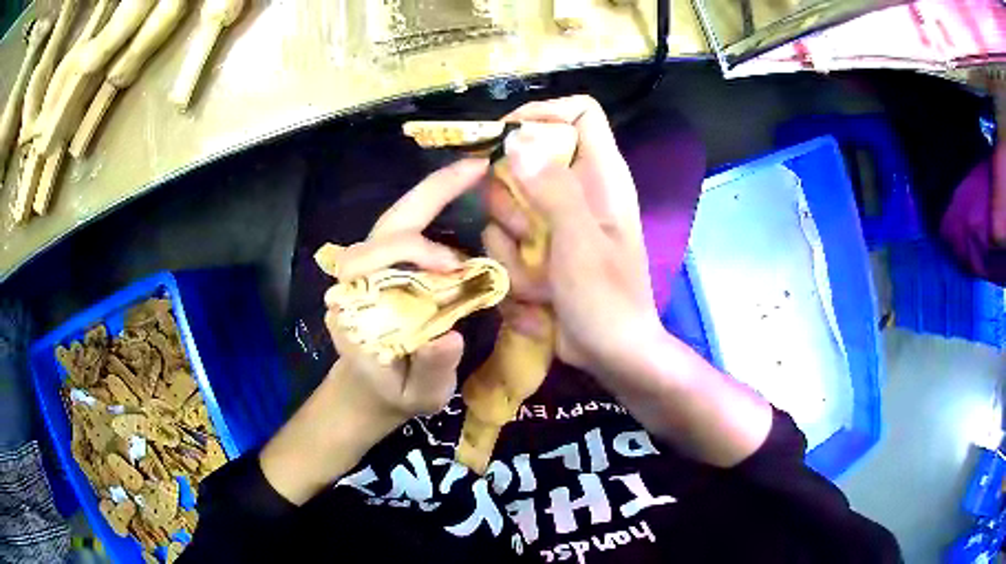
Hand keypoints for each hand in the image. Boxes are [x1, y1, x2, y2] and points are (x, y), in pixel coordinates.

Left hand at [261, 158, 488, 503]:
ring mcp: (366, 271)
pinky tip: (460, 197)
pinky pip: (404, 231)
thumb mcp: (417, 397)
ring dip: (433, 195)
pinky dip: (432, 208)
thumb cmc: (391, 396)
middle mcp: (354, 282)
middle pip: (386, 227)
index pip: (378, 261)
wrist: (364, 394)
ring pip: (394, 222)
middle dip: (429, 194)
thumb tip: (451, 334)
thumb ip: (430, 370)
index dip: (418, 253)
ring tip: (473, 175)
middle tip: (474, 169)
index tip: (458, 268)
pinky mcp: (380, 269)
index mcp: (356, 310)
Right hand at [484, 95, 663, 379]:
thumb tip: (515, 139)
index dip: (543, 113)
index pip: (580, 112)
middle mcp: (576, 189)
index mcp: (602, 175)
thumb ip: (552, 188)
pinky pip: (502, 242)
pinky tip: (539, 295)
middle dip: (514, 199)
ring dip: (512, 246)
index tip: (507, 135)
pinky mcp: (537, 248)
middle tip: (531, 232)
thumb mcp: (581, 241)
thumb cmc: (607, 298)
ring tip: (542, 277)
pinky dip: (513, 270)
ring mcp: (553, 221)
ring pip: (504, 205)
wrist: (611, 353)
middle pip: (525, 158)